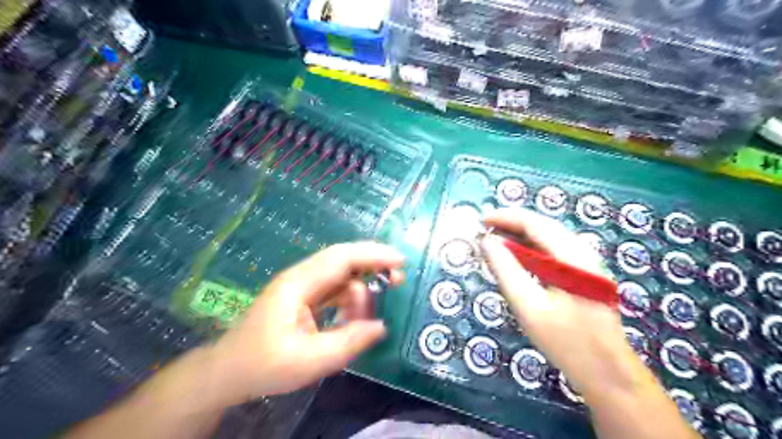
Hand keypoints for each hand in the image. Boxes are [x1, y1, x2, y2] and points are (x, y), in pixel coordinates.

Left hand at [209, 241, 402, 403]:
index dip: (373, 255)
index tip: (400, 261)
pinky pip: (336, 292)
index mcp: (298, 284)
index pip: (341, 258)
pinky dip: (350, 303)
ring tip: (365, 322)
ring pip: (342, 277)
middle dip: (373, 265)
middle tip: (398, 281)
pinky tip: (352, 320)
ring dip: (361, 293)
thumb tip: (381, 327)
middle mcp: (302, 278)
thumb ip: (348, 342)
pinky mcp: (305, 298)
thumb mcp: (308, 361)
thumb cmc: (263, 365)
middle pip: (344, 260)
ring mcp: (303, 287)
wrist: (227, 373)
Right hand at [484, 207, 640, 395]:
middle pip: (543, 226)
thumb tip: (487, 242)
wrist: (608, 373)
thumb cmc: (567, 342)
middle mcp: (582, 253)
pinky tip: (517, 257)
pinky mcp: (583, 275)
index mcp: (572, 257)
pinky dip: (531, 249)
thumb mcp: (530, 307)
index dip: (506, 218)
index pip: (535, 223)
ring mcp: (586, 264)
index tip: (481, 221)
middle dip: (512, 224)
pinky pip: (553, 252)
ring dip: (520, 235)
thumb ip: (506, 270)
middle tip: (484, 230)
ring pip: (548, 238)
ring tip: (495, 240)